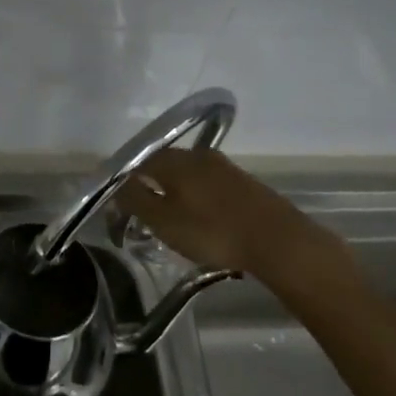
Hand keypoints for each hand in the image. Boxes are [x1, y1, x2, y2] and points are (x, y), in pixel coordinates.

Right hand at [115, 149, 351, 284]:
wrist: (278, 240)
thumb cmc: (213, 231)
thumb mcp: (163, 221)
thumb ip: (135, 200)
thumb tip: (117, 185)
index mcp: (174, 160)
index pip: (139, 162)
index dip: (127, 183)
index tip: (123, 207)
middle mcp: (197, 155)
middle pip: (164, 166)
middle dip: (152, 187)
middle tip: (147, 215)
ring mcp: (224, 167)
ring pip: (188, 176)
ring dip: (177, 194)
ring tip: (174, 221)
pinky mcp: (244, 183)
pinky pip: (209, 186)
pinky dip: (199, 199)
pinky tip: (203, 220)